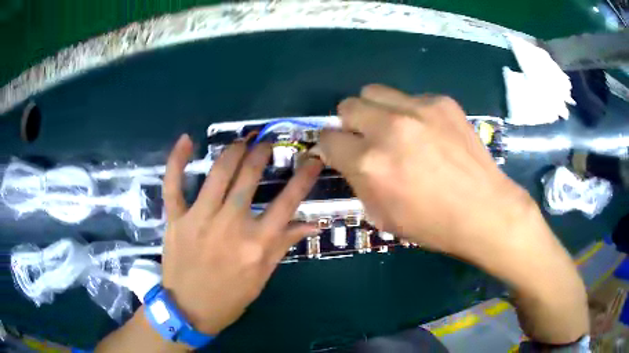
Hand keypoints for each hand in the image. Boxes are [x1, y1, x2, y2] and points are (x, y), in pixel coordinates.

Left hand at [161, 135, 321, 334]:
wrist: (189, 310)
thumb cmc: (230, 298)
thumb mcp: (262, 276)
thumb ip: (283, 245)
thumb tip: (310, 224)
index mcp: (256, 243)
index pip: (287, 202)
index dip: (304, 177)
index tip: (313, 158)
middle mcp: (229, 225)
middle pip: (249, 177)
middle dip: (261, 153)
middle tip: (267, 142)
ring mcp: (199, 219)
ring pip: (217, 173)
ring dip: (233, 151)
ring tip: (242, 140)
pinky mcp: (176, 219)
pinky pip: (173, 184)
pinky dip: (177, 160)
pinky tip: (187, 140)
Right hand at [316, 84, 533, 255]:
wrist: (483, 210)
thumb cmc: (432, 223)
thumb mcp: (382, 215)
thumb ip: (358, 180)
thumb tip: (348, 159)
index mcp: (369, 163)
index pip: (327, 138)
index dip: (329, 147)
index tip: (339, 152)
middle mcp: (388, 128)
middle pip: (347, 105)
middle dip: (349, 123)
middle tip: (367, 139)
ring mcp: (418, 109)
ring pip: (374, 91)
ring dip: (375, 110)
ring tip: (394, 129)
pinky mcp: (441, 101)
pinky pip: (410, 97)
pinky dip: (410, 112)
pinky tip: (428, 132)